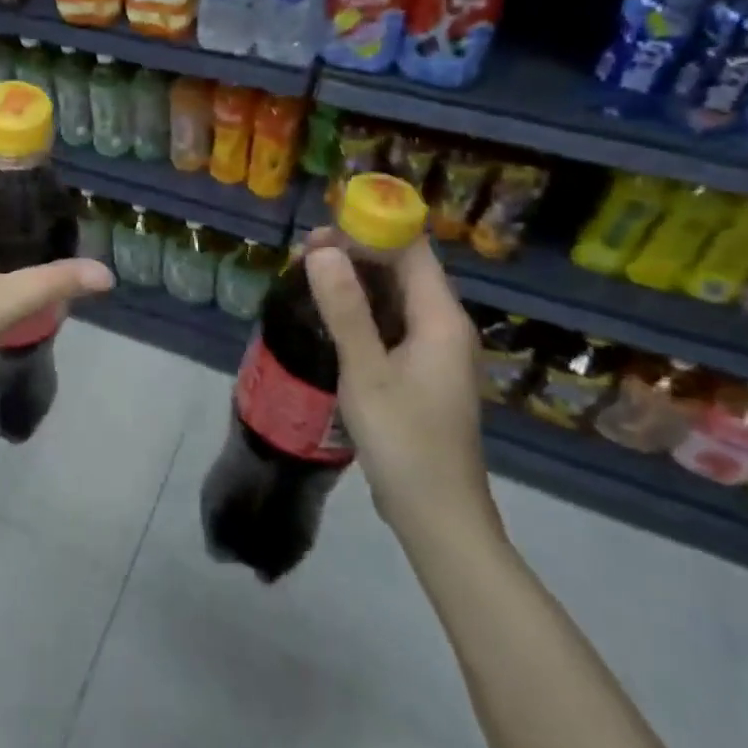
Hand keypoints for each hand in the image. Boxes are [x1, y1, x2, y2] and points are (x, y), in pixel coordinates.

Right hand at [303, 239, 497, 545]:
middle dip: (356, 253)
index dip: (370, 231)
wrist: (437, 516)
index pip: (412, 250)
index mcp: (441, 319)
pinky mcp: (422, 372)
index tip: (319, 233)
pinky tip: (330, 317)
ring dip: (355, 282)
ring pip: (396, 297)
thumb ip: (345, 309)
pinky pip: (392, 324)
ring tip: (307, 278)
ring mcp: (435, 351)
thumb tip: (323, 250)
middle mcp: (445, 327)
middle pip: (404, 270)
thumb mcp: (366, 371)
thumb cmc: (404, 441)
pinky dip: (362, 311)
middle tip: (302, 256)